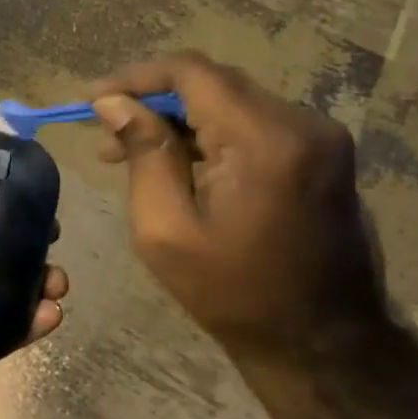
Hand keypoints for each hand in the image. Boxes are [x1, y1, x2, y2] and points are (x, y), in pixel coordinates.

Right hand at [89, 54, 383, 356]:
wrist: (325, 346)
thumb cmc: (234, 294)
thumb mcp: (167, 230)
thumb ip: (143, 154)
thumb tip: (113, 102)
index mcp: (265, 141)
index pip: (192, 73)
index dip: (135, 77)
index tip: (92, 99)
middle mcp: (302, 123)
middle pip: (212, 83)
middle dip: (152, 99)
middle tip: (104, 131)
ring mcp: (320, 137)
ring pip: (231, 100)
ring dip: (179, 117)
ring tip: (129, 150)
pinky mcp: (322, 153)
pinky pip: (254, 122)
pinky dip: (210, 132)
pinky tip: (177, 160)